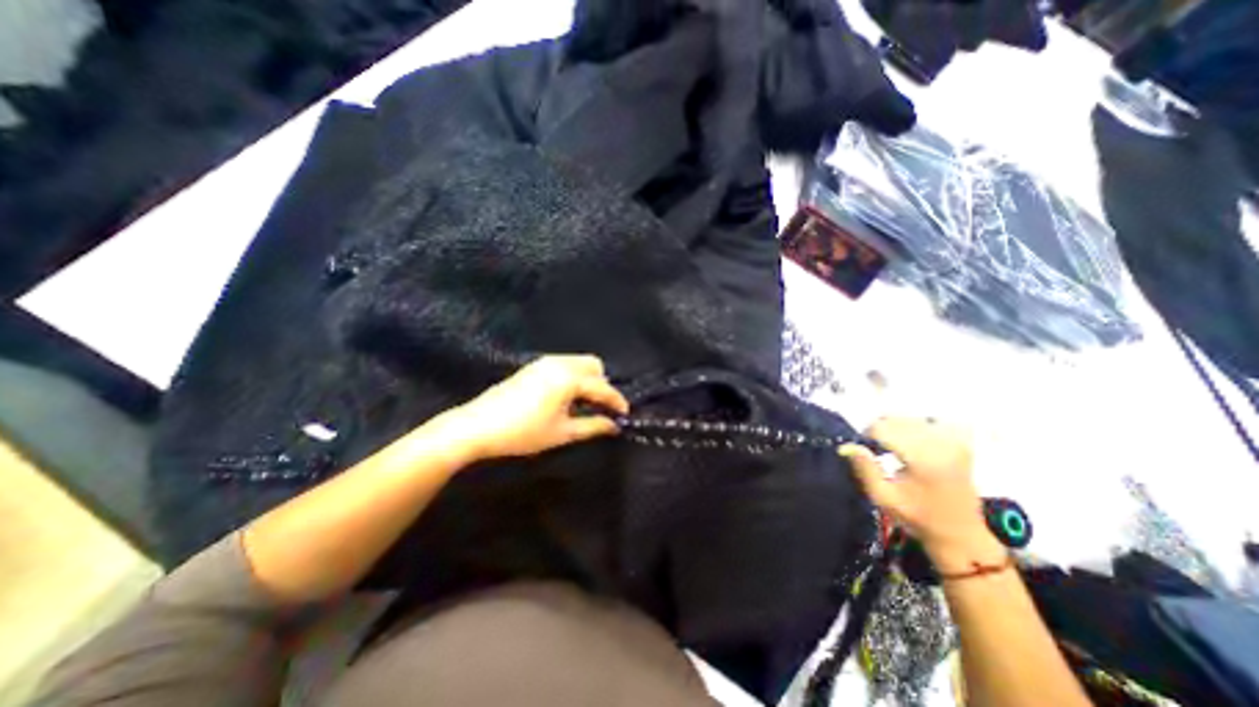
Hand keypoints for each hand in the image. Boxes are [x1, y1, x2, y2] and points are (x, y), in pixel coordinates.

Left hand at [435, 353, 629, 464]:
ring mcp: (545, 362)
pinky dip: (573, 377)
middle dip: (602, 385)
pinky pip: (564, 365)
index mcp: (569, 378)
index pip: (602, 387)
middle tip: (600, 408)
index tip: (625, 415)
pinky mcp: (534, 366)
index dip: (616, 401)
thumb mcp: (562, 433)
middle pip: (593, 365)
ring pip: (578, 363)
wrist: (476, 426)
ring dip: (588, 380)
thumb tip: (614, 425)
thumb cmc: (523, 432)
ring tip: (583, 405)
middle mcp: (560, 363)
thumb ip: (593, 426)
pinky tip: (565, 398)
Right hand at [833, 420, 1003, 561]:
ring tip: (892, 446)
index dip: (867, 435)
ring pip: (912, 419)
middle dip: (880, 430)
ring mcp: (954, 443)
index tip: (864, 449)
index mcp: (922, 459)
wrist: (960, 534)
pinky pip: (933, 422)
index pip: (884, 428)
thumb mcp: (883, 497)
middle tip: (875, 449)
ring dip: (896, 428)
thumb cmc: (917, 518)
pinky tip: (914, 441)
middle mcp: (940, 445)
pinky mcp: (960, 444)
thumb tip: (845, 446)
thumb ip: (865, 469)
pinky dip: (918, 427)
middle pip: (897, 420)